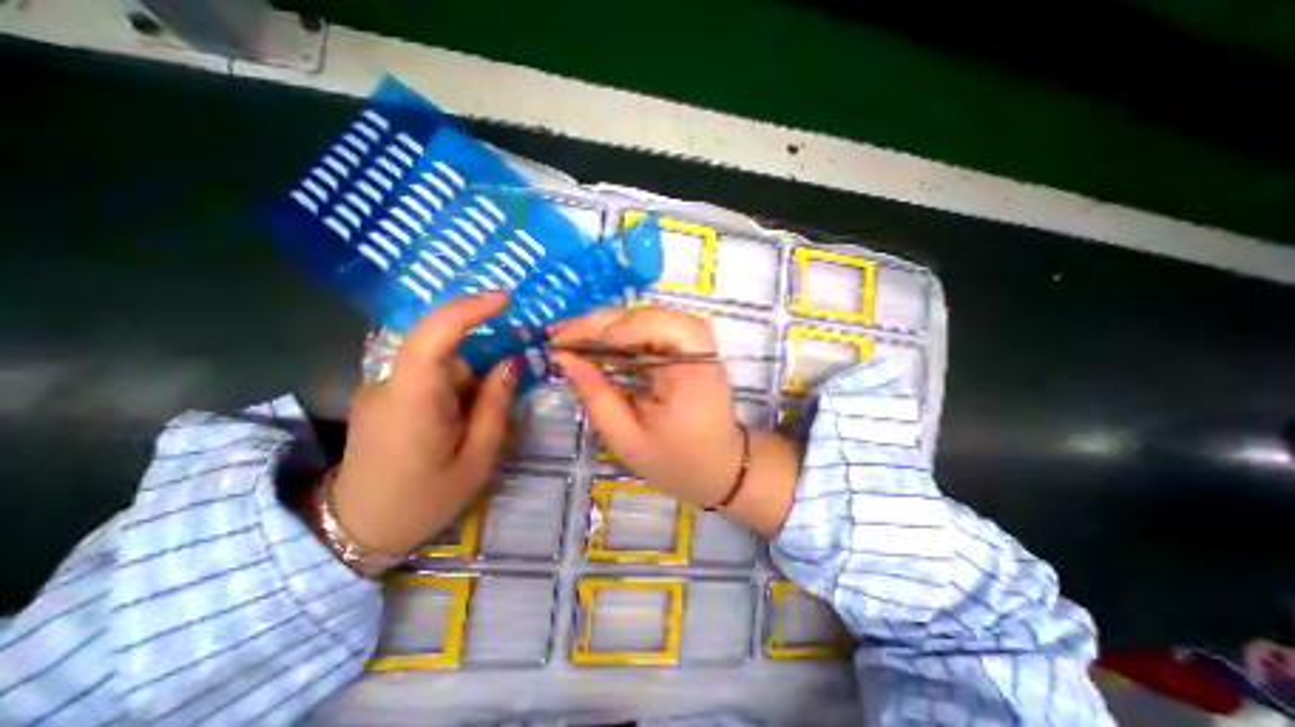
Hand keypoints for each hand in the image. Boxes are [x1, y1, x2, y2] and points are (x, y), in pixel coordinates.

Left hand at [329, 291, 519, 554]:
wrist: (355, 531)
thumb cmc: (424, 500)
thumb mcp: (477, 458)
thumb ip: (495, 405)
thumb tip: (512, 360)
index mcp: (413, 401)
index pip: (432, 336)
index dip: (468, 309)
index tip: (505, 299)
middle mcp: (389, 383)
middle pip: (443, 349)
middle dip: (480, 362)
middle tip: (507, 389)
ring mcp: (381, 387)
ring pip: (438, 363)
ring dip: (468, 380)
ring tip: (476, 423)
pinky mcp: (383, 395)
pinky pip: (427, 375)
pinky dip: (453, 386)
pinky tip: (459, 420)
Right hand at [549, 309, 749, 507]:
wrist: (718, 467)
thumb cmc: (676, 461)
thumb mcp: (627, 438)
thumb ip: (596, 395)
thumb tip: (563, 357)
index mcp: (693, 369)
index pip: (654, 326)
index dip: (609, 328)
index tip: (566, 341)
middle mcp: (699, 347)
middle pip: (648, 314)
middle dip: (600, 323)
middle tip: (559, 335)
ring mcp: (695, 343)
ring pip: (647, 317)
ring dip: (607, 325)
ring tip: (571, 338)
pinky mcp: (686, 347)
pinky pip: (650, 328)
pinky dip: (620, 333)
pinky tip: (596, 343)